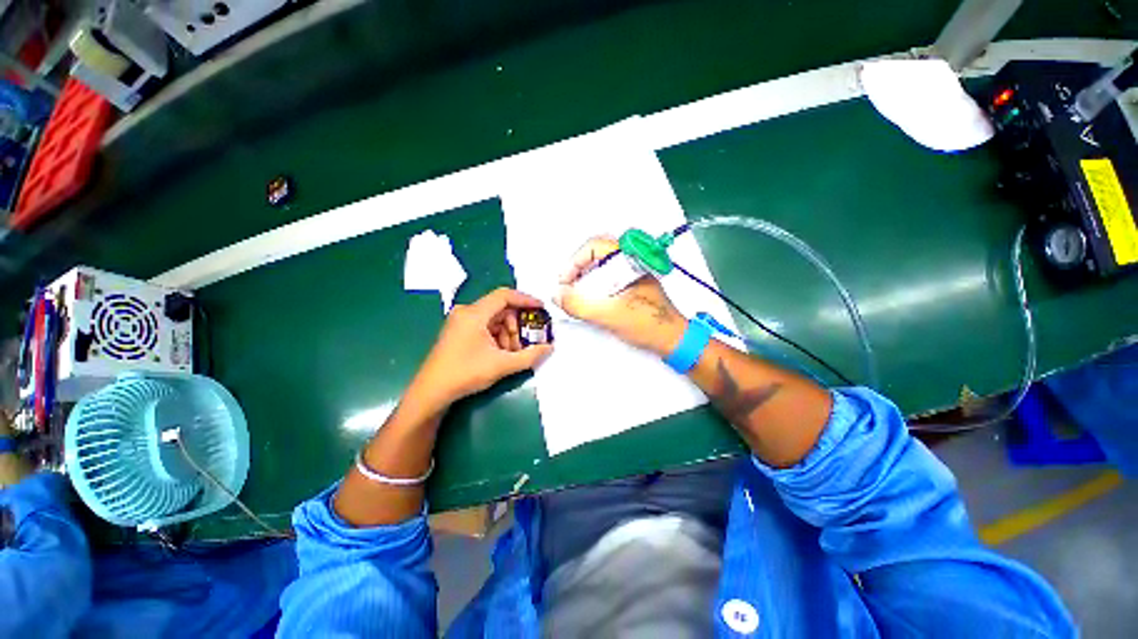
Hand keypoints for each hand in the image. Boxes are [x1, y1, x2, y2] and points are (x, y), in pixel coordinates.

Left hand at [409, 288, 553, 410]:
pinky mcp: (458, 331)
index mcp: (474, 314)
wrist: (432, 392)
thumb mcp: (502, 365)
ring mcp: (460, 321)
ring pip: (493, 319)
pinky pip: (484, 326)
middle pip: (500, 309)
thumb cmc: (465, 374)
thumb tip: (550, 348)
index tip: (542, 308)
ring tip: (513, 353)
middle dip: (517, 325)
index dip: (526, 300)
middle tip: (526, 342)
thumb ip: (529, 356)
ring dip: (508, 333)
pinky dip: (497, 336)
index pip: (505, 296)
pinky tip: (501, 353)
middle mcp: (466, 312)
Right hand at [554, 236, 686, 356]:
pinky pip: (608, 279)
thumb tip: (558, 295)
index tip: (565, 281)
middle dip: (578, 270)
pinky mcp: (632, 285)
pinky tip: (592, 302)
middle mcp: (632, 262)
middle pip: (596, 255)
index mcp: (629, 260)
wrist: (673, 340)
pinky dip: (595, 287)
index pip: (594, 246)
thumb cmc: (649, 324)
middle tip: (568, 287)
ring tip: (578, 297)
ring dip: (585, 280)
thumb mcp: (609, 315)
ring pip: (602, 267)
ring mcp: (633, 274)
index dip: (574, 262)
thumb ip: (580, 304)